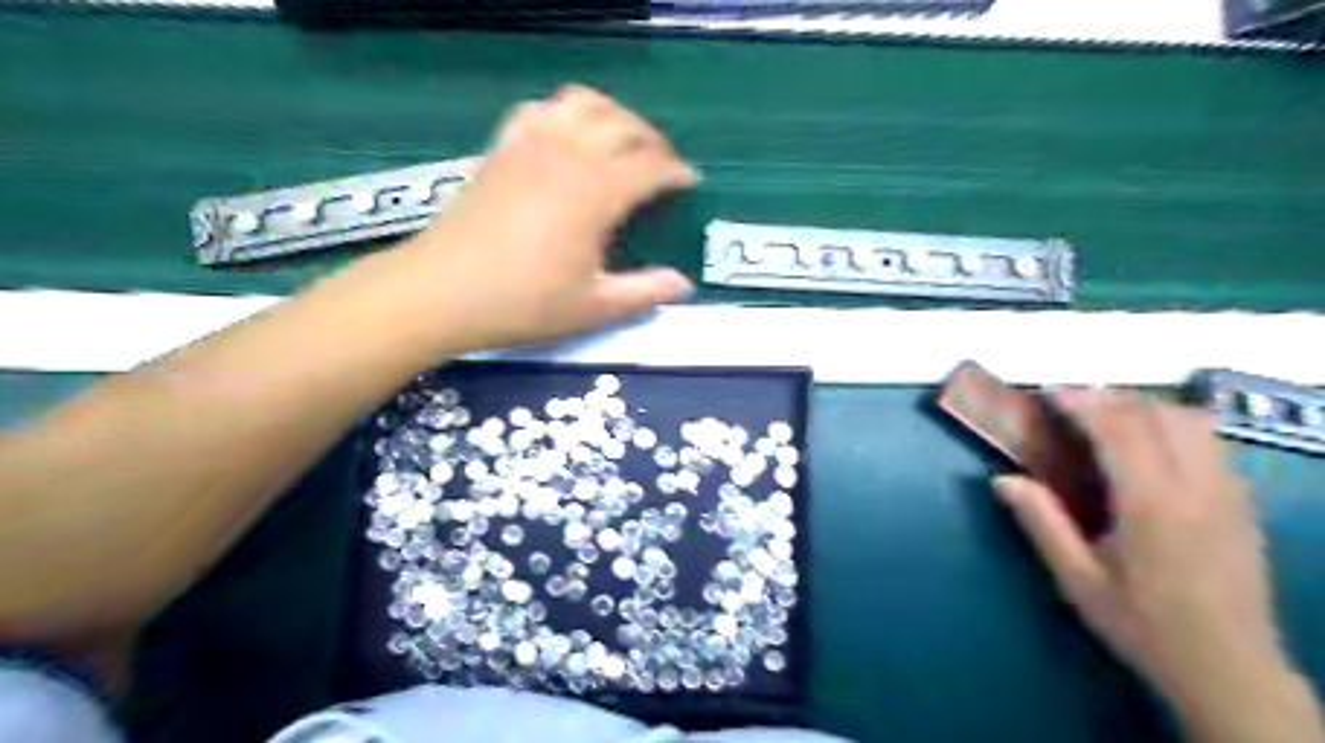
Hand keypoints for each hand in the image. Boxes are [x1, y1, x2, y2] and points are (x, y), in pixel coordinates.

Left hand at [399, 84, 697, 349]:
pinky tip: (567, 135)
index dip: (676, 172)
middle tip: (662, 166)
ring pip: (585, 103)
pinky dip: (565, 113)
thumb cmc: (523, 303)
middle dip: (653, 141)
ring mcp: (531, 144)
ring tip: (623, 142)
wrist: (442, 291)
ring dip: (614, 116)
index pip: (651, 166)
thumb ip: (644, 292)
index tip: (688, 183)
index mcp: (596, 193)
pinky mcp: (502, 146)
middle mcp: (568, 155)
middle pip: (624, 125)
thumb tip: (683, 284)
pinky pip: (541, 109)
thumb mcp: (593, 307)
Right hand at [998, 392, 1317, 739]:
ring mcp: (1227, 493)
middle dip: (1109, 398)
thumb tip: (1002, 480)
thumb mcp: (1078, 580)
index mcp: (1152, 505)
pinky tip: (1146, 446)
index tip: (1049, 392)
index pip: (1120, 430)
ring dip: (1144, 407)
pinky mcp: (1242, 503)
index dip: (1082, 402)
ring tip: (1105, 418)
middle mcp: (1197, 488)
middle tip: (1069, 403)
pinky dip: (1172, 426)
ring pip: (1192, 422)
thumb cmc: (1143, 624)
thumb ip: (1041, 524)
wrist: (1229, 670)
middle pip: (1158, 414)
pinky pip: (1210, 442)